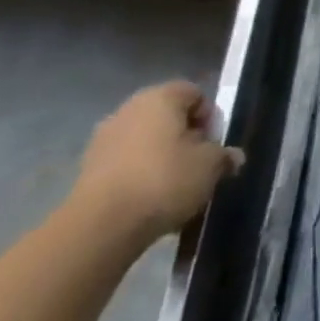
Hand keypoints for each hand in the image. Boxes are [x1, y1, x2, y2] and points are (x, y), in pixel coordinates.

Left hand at [70, 80, 243, 243]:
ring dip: (162, 159)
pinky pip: (125, 165)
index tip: (215, 145)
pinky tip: (150, 202)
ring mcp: (103, 140)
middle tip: (199, 165)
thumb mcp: (210, 167)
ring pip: (145, 143)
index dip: (210, 117)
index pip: (195, 94)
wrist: (100, 226)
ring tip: (175, 189)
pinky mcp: (87, 171)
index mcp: (160, 98)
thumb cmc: (164, 180)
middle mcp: (128, 110)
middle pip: (168, 118)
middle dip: (186, 139)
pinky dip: (140, 177)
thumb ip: (225, 156)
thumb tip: (232, 157)